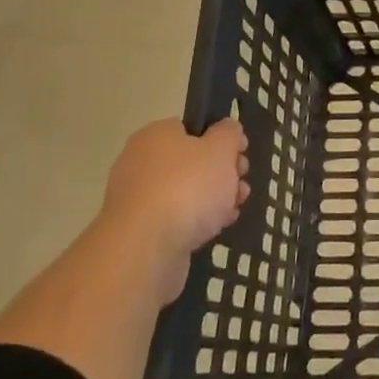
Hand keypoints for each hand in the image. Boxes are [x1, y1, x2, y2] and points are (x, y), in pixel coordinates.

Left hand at [101, 118, 248, 300]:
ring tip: (233, 210)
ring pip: (186, 192)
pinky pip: (175, 218)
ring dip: (213, 199)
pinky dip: (195, 222)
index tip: (241, 155)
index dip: (221, 140)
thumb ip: (229, 134)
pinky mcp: (140, 230)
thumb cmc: (187, 188)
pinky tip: (214, 230)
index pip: (192, 129)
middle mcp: (140, 162)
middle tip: (241, 184)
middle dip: (222, 173)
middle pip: (192, 162)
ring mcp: (137, 198)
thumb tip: (227, 129)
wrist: (145, 249)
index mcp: (156, 135)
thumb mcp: (221, 149)